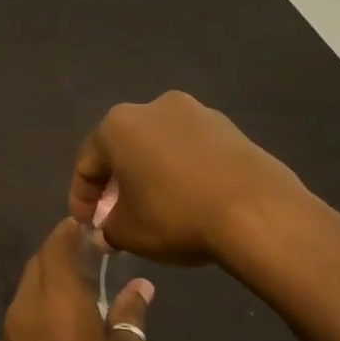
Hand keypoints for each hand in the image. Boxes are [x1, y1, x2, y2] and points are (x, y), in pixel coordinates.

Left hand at [0, 219, 153, 340]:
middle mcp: (26, 308)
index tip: (92, 226)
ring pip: (28, 287)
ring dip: (50, 277)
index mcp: (57, 301)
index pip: (56, 246)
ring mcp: (11, 333)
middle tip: (93, 254)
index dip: (71, 230)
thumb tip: (140, 288)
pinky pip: (23, 312)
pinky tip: (66, 319)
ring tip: (84, 284)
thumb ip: (130, 317)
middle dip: (61, 251)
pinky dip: (41, 302)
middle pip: (38, 263)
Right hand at [69, 91, 330, 267]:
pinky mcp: (229, 127)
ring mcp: (196, 112)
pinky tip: (189, 199)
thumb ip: (108, 228)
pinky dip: (181, 171)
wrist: (258, 211)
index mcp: (118, 126)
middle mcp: (153, 107)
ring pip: (158, 146)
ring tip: (155, 208)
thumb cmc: (176, 215)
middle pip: (123, 149)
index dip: (81, 199)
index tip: (88, 226)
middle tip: (117, 216)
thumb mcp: (128, 232)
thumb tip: (108, 229)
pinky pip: (191, 150)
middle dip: (116, 183)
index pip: (86, 164)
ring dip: (150, 174)